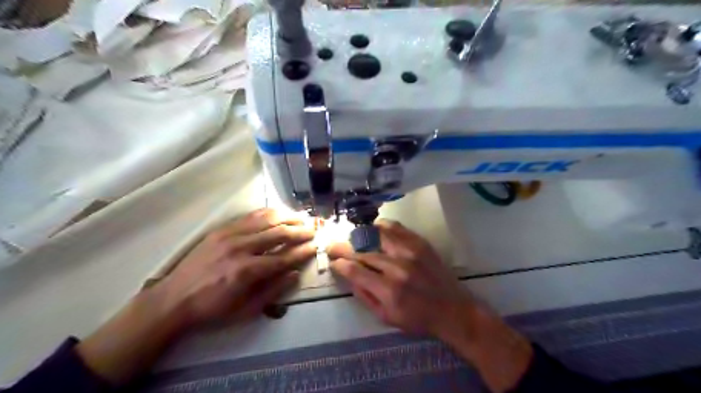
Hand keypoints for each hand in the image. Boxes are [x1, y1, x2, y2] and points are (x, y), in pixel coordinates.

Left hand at [160, 209, 316, 328]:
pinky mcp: (221, 229)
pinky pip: (250, 216)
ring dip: (287, 217)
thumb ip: (273, 291)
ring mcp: (229, 235)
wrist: (173, 299)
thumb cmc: (212, 309)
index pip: (283, 257)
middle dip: (300, 231)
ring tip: (301, 219)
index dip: (302, 252)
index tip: (315, 247)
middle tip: (313, 230)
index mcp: (246, 271)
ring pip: (265, 219)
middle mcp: (240, 248)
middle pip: (278, 233)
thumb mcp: (245, 310)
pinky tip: (278, 214)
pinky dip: (268, 214)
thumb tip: (295, 274)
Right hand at [329, 220, 531, 392]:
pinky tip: (374, 228)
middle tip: (333, 246)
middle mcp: (397, 267)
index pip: (355, 270)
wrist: (453, 309)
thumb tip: (348, 276)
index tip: (333, 261)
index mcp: (388, 290)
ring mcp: (410, 252)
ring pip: (377, 235)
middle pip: (363, 251)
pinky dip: (382, 226)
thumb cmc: (418, 318)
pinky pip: (396, 228)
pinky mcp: (420, 243)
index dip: (340, 264)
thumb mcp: (386, 317)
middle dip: (344, 248)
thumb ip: (365, 296)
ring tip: (352, 237)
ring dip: (360, 235)